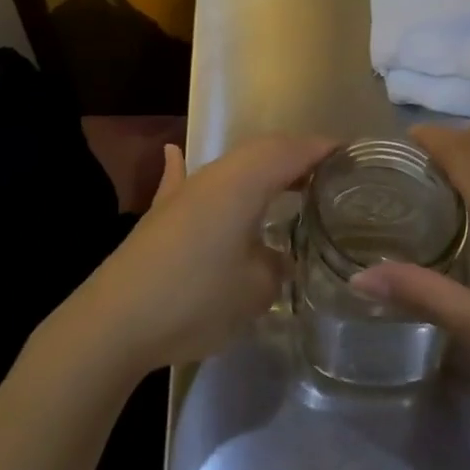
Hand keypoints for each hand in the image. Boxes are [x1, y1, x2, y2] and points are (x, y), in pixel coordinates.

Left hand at [64, 134, 333, 375]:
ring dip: (261, 168)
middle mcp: (215, 174)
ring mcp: (184, 191)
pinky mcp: (162, 213)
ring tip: (288, 183)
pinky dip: (190, 168)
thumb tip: (281, 256)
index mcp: (244, 181)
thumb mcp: (255, 288)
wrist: (117, 319)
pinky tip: (175, 154)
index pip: (291, 151)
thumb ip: (278, 264)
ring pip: (232, 165)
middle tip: (328, 175)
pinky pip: (185, 180)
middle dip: (296, 157)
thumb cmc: (196, 296)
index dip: (322, 150)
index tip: (352, 155)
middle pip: (262, 151)